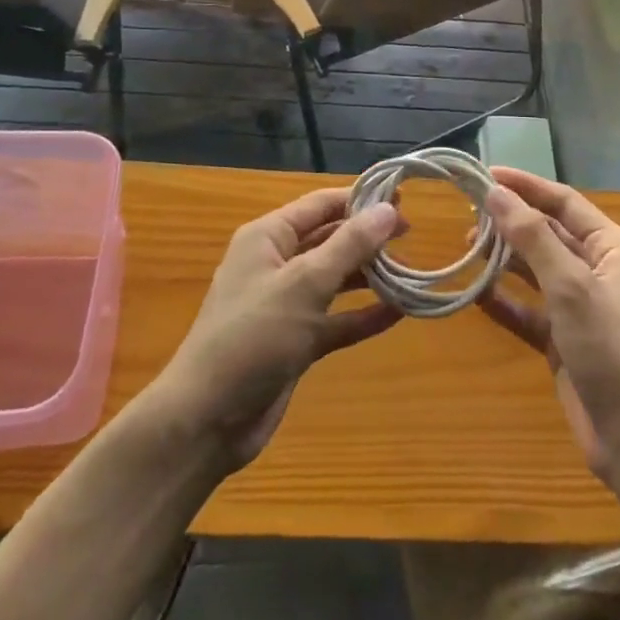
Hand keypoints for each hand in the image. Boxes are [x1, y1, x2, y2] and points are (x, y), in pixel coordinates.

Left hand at [156, 188, 402, 469]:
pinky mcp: (296, 342)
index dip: (360, 200)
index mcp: (268, 237)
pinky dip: (363, 315)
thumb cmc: (253, 335)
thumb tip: (389, 210)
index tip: (403, 200)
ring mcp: (286, 304)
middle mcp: (277, 263)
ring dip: (370, 276)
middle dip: (368, 237)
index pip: (321, 205)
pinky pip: (337, 319)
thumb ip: (349, 245)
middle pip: (330, 239)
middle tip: (412, 237)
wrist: (207, 419)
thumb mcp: (304, 283)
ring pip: (336, 280)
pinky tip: (399, 312)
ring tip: (411, 273)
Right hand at [478, 167, 619, 482]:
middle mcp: (596, 269)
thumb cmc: (612, 348)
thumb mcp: (570, 285)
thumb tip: (495, 192)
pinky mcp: (563, 341)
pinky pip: (527, 310)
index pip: (563, 201)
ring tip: (464, 246)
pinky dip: (503, 300)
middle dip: (509, 222)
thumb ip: (531, 237)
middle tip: (465, 214)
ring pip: (534, 270)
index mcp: (610, 247)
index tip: (484, 174)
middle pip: (547, 233)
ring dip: (503, 258)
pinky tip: (473, 293)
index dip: (525, 185)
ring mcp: (579, 307)